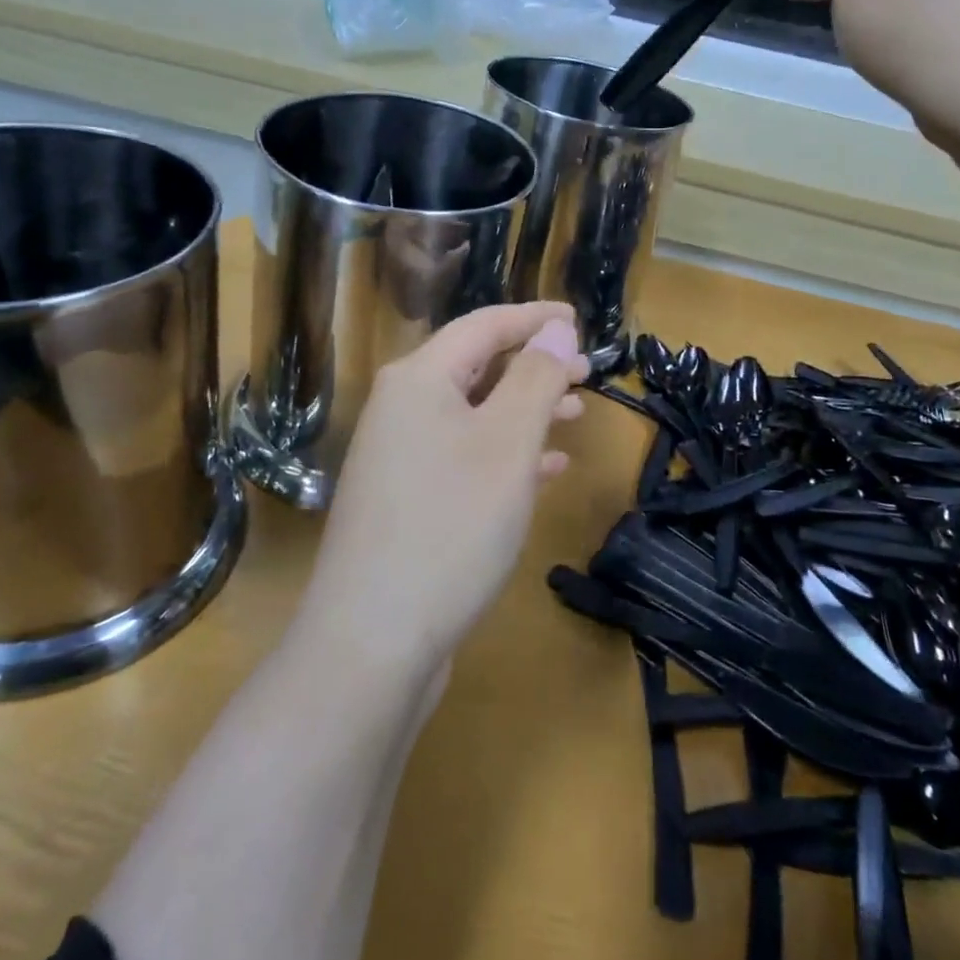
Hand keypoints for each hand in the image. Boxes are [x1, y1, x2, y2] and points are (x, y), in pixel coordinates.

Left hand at [294, 303, 588, 673]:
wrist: (372, 641)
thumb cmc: (451, 525)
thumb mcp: (507, 443)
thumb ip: (536, 378)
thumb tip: (556, 330)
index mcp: (419, 378)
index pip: (483, 326)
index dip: (534, 318)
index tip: (578, 319)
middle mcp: (402, 408)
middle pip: (477, 367)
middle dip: (534, 366)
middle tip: (588, 373)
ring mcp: (399, 455)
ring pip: (474, 413)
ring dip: (525, 410)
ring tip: (576, 415)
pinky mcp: (406, 499)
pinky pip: (464, 455)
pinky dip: (505, 453)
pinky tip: (544, 469)